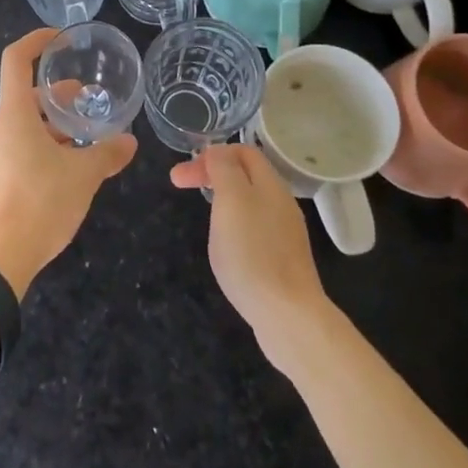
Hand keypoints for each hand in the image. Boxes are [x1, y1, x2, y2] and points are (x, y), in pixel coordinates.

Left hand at [0, 28, 136, 298]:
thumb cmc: (40, 203)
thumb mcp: (82, 177)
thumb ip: (107, 155)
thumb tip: (129, 143)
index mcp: (13, 116)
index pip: (15, 61)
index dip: (35, 42)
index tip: (58, 39)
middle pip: (24, 98)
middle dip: (57, 97)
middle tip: (87, 104)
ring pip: (21, 127)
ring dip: (51, 127)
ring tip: (82, 142)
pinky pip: (15, 151)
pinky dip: (39, 149)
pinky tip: (63, 172)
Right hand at [170, 143, 330, 365]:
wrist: (288, 316)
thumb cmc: (253, 253)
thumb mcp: (232, 200)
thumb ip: (225, 169)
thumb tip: (218, 151)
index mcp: (271, 184)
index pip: (243, 151)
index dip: (211, 154)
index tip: (184, 172)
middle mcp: (282, 204)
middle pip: (246, 175)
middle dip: (212, 174)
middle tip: (179, 185)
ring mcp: (285, 234)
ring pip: (250, 202)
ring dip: (222, 199)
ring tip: (202, 214)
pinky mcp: (283, 261)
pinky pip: (255, 229)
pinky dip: (234, 225)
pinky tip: (226, 245)